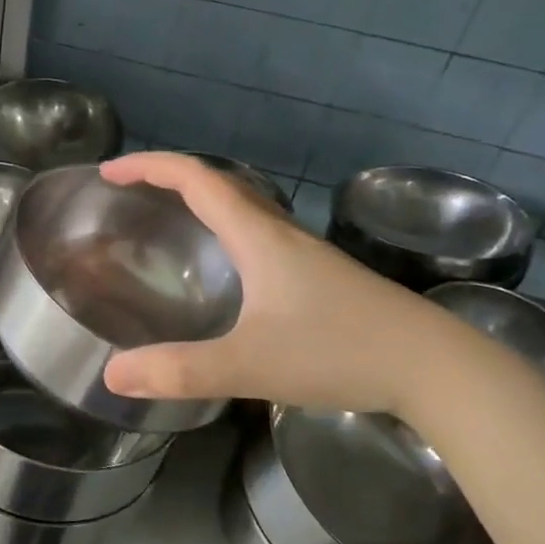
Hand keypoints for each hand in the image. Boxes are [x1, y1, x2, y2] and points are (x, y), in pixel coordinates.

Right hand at [100, 153, 443, 414]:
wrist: (435, 366)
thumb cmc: (340, 352)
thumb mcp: (250, 365)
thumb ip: (180, 371)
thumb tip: (112, 376)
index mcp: (259, 236)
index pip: (196, 179)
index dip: (149, 167)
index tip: (109, 173)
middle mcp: (281, 233)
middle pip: (219, 184)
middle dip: (169, 178)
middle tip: (130, 193)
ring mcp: (306, 253)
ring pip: (244, 207)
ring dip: (201, 200)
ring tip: (168, 220)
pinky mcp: (321, 275)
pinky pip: (260, 233)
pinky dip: (227, 228)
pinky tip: (227, 267)